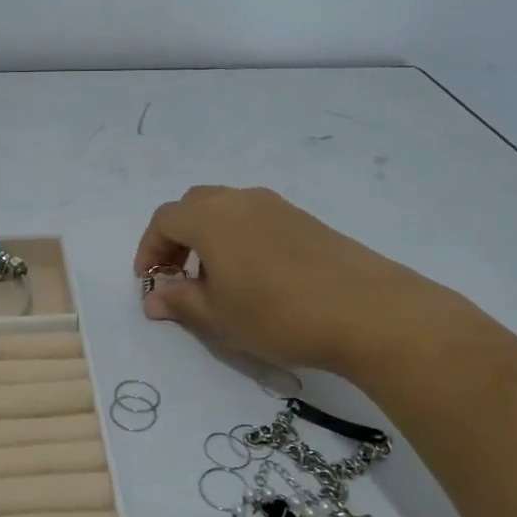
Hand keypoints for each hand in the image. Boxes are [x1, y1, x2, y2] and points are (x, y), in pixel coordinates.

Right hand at [134, 186, 458, 376]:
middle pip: (193, 206)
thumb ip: (179, 302)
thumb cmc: (277, 314)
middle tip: (177, 275)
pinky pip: (255, 219)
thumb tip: (154, 298)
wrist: (367, 311)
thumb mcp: (218, 317)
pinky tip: (253, 277)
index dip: (149, 249)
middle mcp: (241, 200)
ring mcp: (277, 206)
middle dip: (177, 238)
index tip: (149, 281)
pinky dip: (238, 239)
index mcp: (211, 217)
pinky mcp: (304, 220)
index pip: (164, 220)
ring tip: (215, 280)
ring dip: (208, 237)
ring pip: (226, 210)